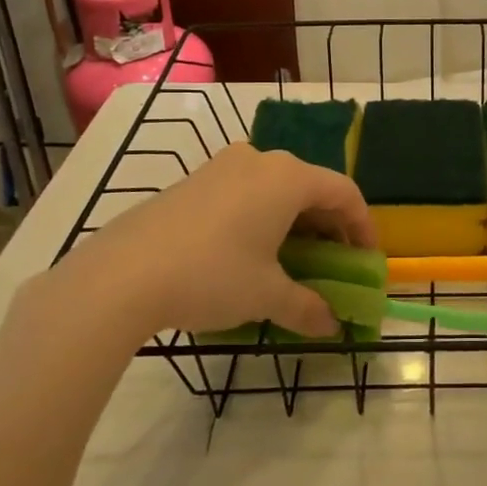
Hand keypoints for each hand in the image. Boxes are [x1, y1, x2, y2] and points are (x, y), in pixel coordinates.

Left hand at [23, 145, 375, 352]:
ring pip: (277, 188)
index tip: (366, 260)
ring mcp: (223, 166)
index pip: (345, 193)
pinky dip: (263, 216)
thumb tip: (331, 325)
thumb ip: (306, 307)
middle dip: (329, 225)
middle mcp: (260, 160)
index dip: (363, 227)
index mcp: (288, 177)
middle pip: (312, 186)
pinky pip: (246, 191)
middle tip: (333, 262)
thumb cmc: (211, 276)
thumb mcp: (266, 295)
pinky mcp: (194, 181)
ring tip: (293, 259)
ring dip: (295, 221)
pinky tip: (251, 251)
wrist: (121, 275)